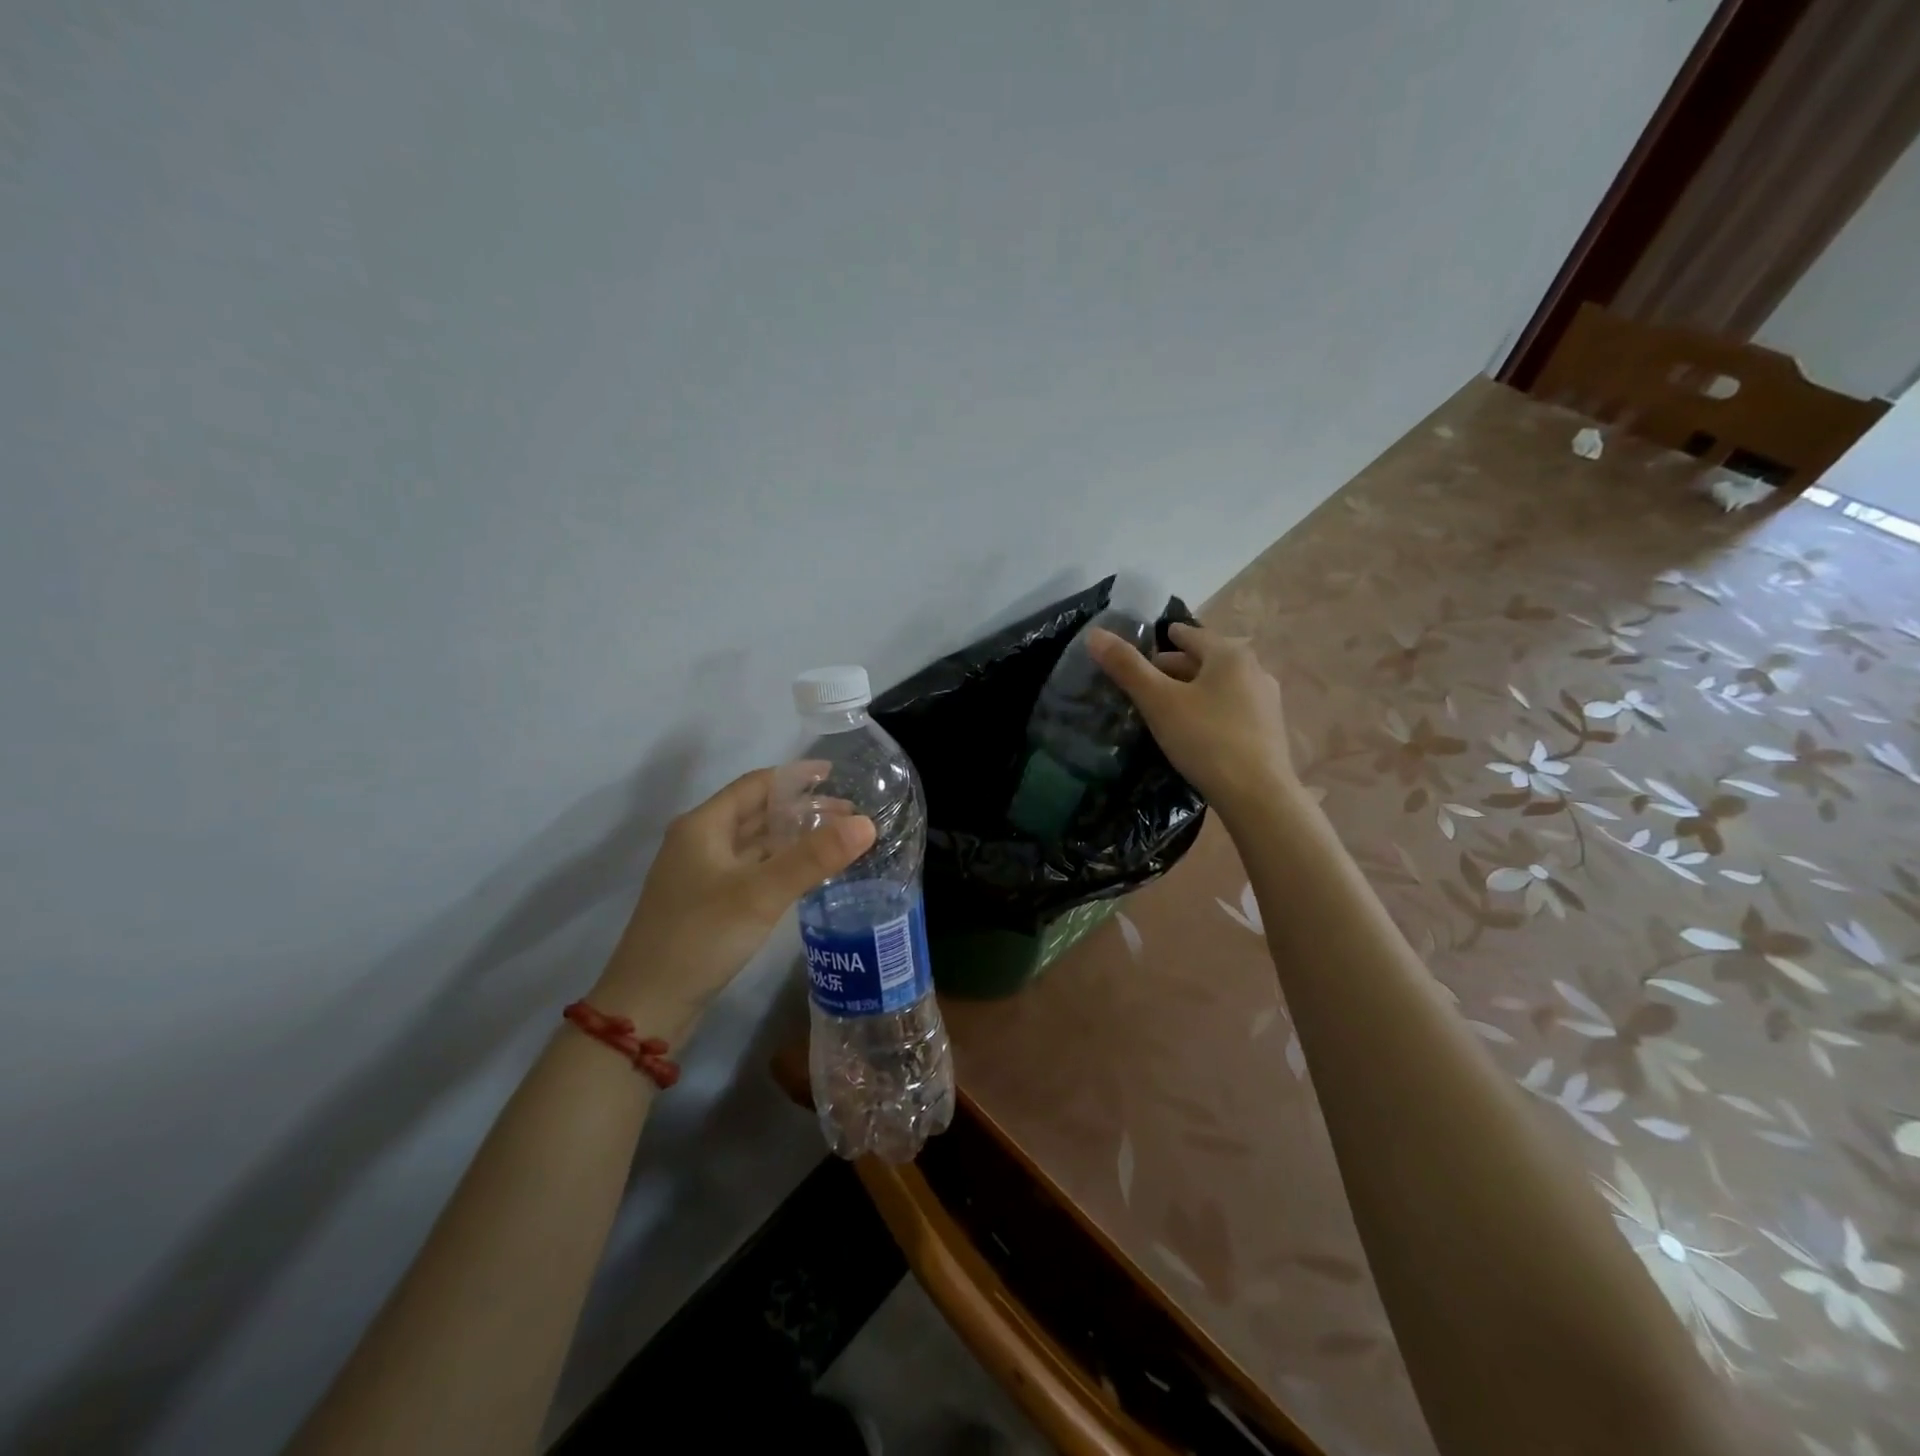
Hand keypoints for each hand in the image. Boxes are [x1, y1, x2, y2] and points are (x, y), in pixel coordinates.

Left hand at [593, 766, 874, 1035]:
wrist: (647, 1007)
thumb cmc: (700, 937)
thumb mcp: (760, 894)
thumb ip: (814, 857)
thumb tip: (866, 823)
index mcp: (703, 826)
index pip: (756, 785)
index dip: (796, 777)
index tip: (837, 776)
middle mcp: (700, 842)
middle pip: (757, 813)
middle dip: (802, 810)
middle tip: (849, 815)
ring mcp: (701, 875)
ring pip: (755, 843)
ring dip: (793, 838)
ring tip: (837, 840)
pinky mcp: (708, 903)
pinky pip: (752, 870)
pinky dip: (781, 864)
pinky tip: (807, 874)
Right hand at [1088, 621, 1296, 811]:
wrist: (1258, 795)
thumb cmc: (1206, 739)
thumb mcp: (1159, 702)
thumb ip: (1127, 667)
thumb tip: (1094, 634)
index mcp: (1229, 655)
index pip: (1191, 635)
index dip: (1167, 637)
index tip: (1148, 644)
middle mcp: (1254, 670)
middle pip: (1207, 660)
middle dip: (1176, 667)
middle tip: (1147, 680)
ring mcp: (1266, 701)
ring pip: (1220, 685)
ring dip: (1194, 689)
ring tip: (1167, 706)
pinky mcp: (1269, 729)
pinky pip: (1232, 708)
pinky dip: (1210, 709)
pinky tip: (1195, 728)